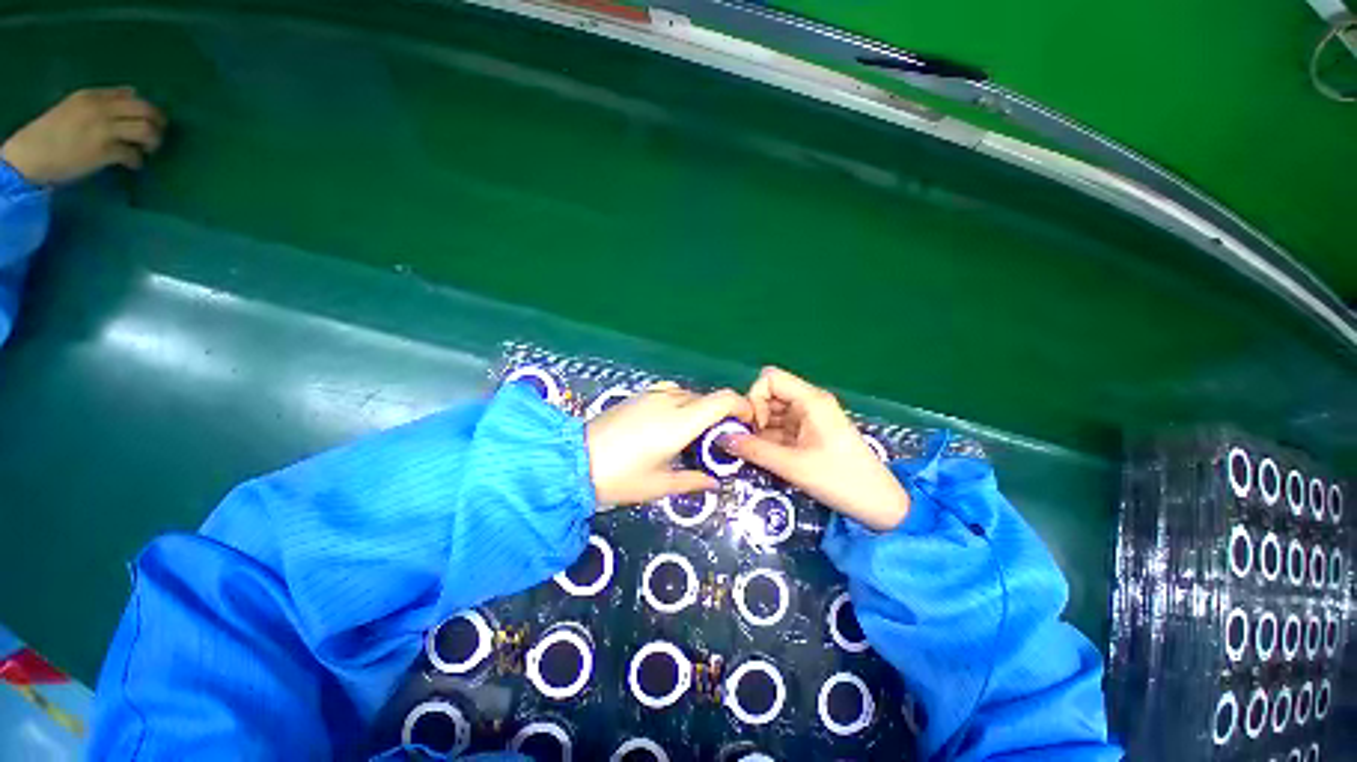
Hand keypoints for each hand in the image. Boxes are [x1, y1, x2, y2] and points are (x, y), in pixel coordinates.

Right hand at [1, 87, 165, 184]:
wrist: (31, 155)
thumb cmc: (52, 133)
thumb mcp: (76, 107)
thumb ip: (102, 100)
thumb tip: (132, 94)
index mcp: (93, 96)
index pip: (131, 96)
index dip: (147, 109)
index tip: (149, 121)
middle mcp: (101, 109)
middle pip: (146, 110)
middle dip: (158, 123)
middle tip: (156, 136)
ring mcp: (104, 129)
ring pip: (146, 129)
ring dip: (153, 141)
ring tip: (147, 150)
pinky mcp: (104, 151)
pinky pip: (133, 154)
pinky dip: (137, 160)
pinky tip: (133, 164)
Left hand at [586, 382, 753, 506]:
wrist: (573, 462)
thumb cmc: (620, 478)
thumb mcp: (660, 485)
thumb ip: (693, 481)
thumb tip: (715, 482)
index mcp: (680, 422)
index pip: (723, 400)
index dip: (742, 407)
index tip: (747, 425)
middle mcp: (670, 401)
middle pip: (708, 398)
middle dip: (720, 416)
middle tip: (718, 442)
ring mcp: (652, 395)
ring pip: (690, 395)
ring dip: (699, 410)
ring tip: (692, 436)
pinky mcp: (639, 396)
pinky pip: (671, 393)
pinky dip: (681, 405)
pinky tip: (670, 426)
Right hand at [720, 367, 909, 530]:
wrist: (880, 506)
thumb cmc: (841, 480)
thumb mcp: (793, 466)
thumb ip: (754, 450)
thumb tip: (721, 438)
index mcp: (811, 400)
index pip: (770, 379)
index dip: (755, 398)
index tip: (754, 427)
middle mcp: (809, 403)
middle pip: (770, 395)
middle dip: (754, 416)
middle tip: (748, 442)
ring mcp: (810, 418)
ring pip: (773, 413)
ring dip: (760, 430)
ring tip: (754, 452)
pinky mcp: (810, 433)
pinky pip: (781, 427)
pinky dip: (769, 439)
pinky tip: (766, 456)